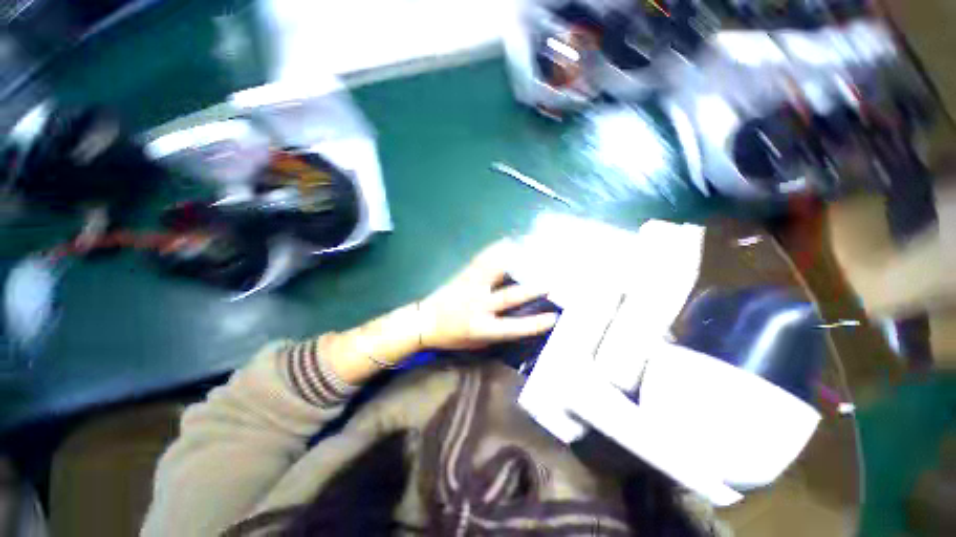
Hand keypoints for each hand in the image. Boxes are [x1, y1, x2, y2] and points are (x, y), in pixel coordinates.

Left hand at [418, 241, 557, 349]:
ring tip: (530, 253)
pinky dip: (494, 250)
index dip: (534, 324)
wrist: (424, 322)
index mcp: (481, 327)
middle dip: (531, 290)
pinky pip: (481, 260)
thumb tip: (519, 321)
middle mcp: (478, 306)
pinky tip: (505, 242)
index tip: (553, 317)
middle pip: (508, 297)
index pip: (513, 327)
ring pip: (494, 272)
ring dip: (513, 262)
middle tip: (550, 282)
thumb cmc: (452, 336)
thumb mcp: (477, 343)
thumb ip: (498, 333)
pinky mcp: (464, 276)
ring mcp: (471, 287)